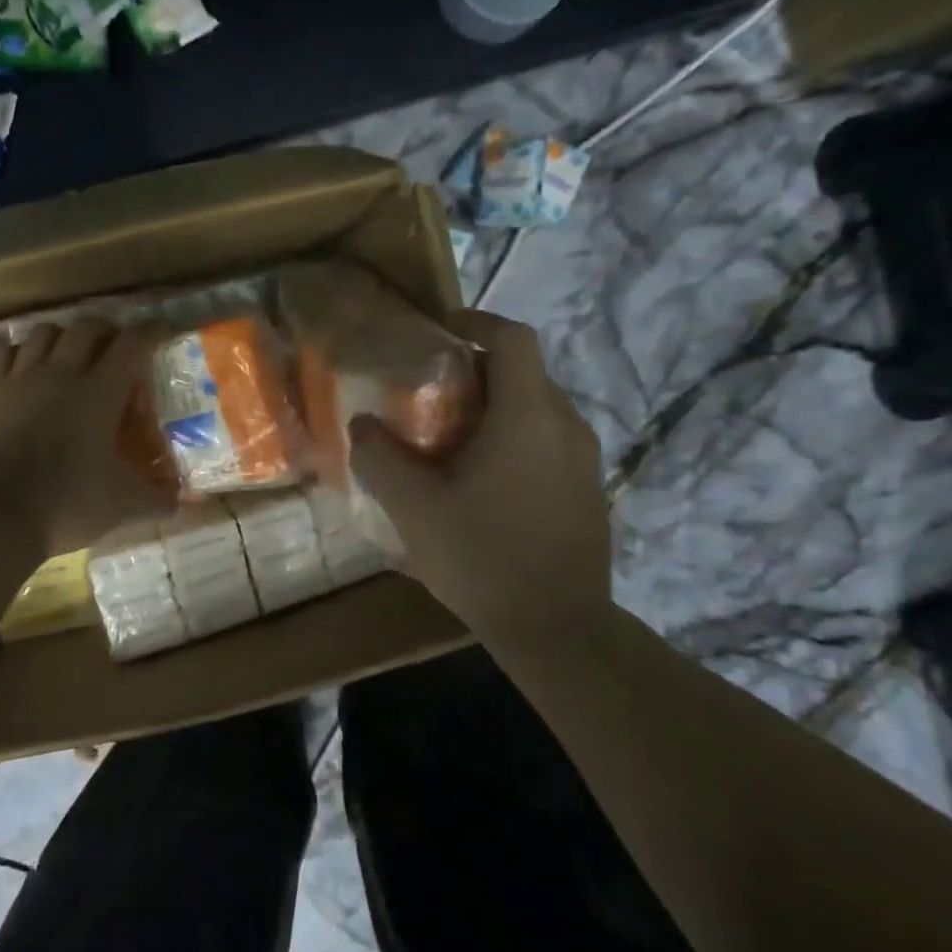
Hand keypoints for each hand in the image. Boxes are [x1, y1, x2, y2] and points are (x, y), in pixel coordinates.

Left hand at [0, 320, 175, 557]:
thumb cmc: (67, 505)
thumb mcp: (124, 507)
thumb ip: (158, 500)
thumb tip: (179, 501)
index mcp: (100, 393)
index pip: (132, 344)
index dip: (150, 331)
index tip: (161, 330)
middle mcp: (61, 374)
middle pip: (87, 327)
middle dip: (108, 330)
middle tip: (116, 348)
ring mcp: (21, 380)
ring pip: (45, 331)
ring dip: (65, 336)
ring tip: (72, 354)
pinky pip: (9, 354)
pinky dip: (26, 353)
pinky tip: (30, 369)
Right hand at [349, 309, 609, 637]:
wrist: (558, 630)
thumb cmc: (483, 556)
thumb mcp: (412, 506)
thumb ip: (379, 456)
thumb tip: (363, 424)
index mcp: (528, 415)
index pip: (513, 338)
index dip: (476, 321)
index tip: (440, 329)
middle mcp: (566, 425)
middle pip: (524, 372)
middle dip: (477, 370)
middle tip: (430, 391)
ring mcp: (584, 460)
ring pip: (537, 409)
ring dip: (495, 407)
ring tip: (451, 436)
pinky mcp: (588, 491)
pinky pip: (548, 441)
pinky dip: (514, 438)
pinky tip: (482, 479)